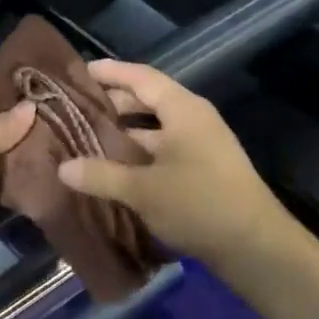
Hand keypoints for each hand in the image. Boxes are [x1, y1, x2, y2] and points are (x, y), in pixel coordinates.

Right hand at [54, 61, 286, 268]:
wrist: (256, 247)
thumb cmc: (199, 204)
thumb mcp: (143, 190)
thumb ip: (101, 175)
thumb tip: (63, 168)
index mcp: (183, 109)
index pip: (141, 77)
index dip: (110, 72)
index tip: (79, 71)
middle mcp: (193, 119)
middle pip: (148, 100)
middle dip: (113, 104)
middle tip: (76, 108)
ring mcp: (201, 145)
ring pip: (155, 128)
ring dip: (125, 132)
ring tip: (89, 137)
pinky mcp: (204, 169)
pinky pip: (164, 149)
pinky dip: (139, 153)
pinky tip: (116, 167)